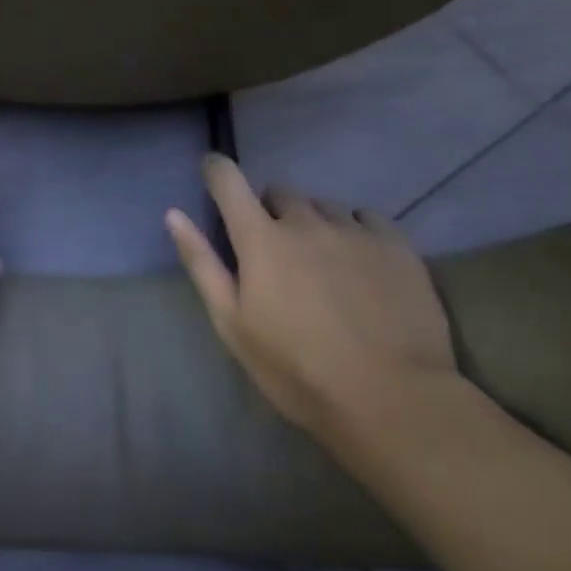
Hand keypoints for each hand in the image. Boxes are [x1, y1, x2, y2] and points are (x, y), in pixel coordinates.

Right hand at [165, 154, 458, 440]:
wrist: (391, 400)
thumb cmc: (297, 369)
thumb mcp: (233, 324)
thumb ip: (202, 264)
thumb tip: (174, 214)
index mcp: (261, 240)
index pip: (229, 182)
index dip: (217, 170)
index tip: (212, 172)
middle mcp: (305, 222)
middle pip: (280, 193)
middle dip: (270, 212)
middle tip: (276, 252)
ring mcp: (354, 231)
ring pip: (323, 206)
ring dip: (313, 222)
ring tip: (322, 262)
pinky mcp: (396, 245)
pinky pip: (366, 217)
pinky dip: (354, 229)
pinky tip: (360, 263)